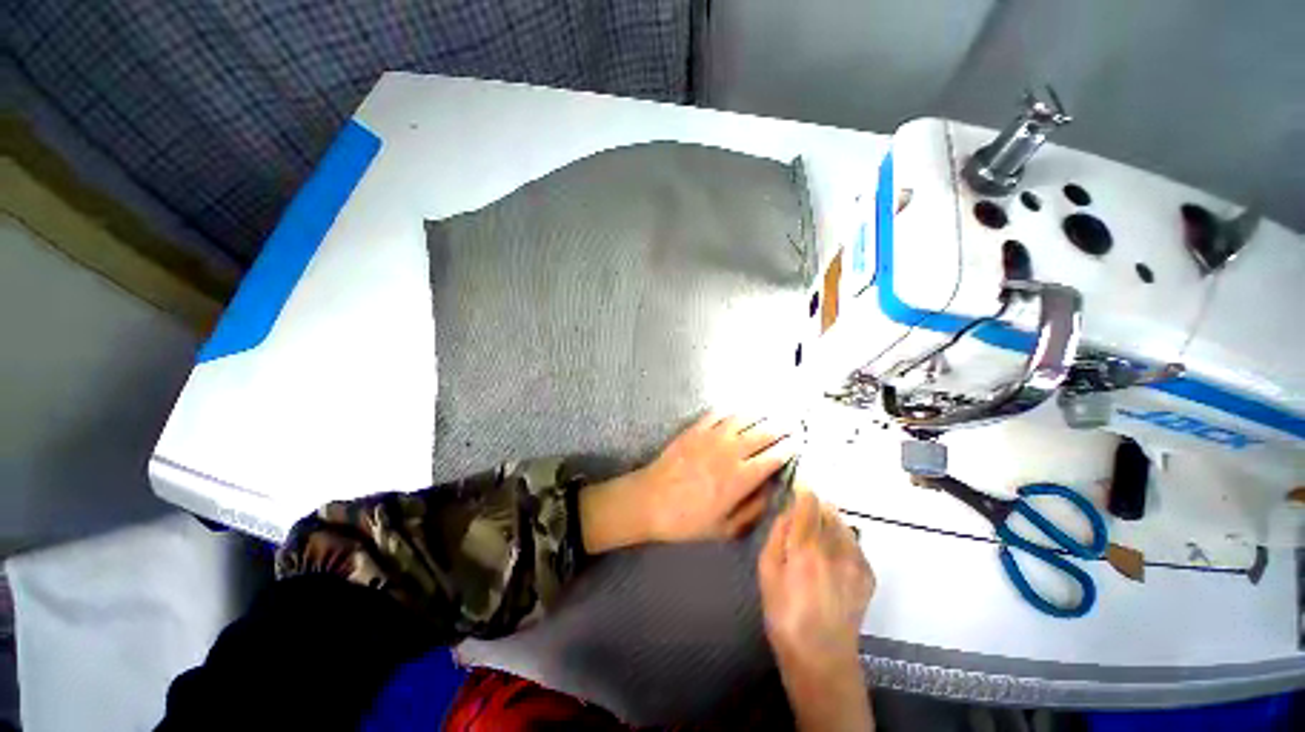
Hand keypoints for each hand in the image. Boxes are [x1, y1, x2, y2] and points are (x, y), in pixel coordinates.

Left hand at [580, 412, 794, 551]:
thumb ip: (752, 508)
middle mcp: (730, 452)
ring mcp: (711, 437)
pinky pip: (718, 413)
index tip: (799, 443)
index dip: (789, 448)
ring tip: (772, 412)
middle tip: (792, 423)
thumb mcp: (724, 528)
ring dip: (761, 414)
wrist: (649, 500)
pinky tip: (739, 409)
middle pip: (763, 433)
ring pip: (743, 419)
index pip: (773, 457)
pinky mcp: (695, 429)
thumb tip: (771, 489)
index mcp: (740, 478)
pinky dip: (733, 410)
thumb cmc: (687, 520)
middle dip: (781, 427)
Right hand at [759, 490, 873, 669]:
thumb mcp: (767, 571)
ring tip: (816, 538)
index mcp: (807, 548)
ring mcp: (857, 562)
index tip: (794, 488)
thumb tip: (787, 511)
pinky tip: (831, 558)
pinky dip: (842, 540)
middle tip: (800, 520)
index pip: (809, 501)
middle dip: (813, 507)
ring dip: (829, 522)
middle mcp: (836, 549)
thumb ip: (777, 534)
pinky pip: (854, 542)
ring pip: (843, 524)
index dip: (802, 489)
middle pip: (828, 509)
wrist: (822, 658)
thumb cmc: (784, 614)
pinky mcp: (868, 575)